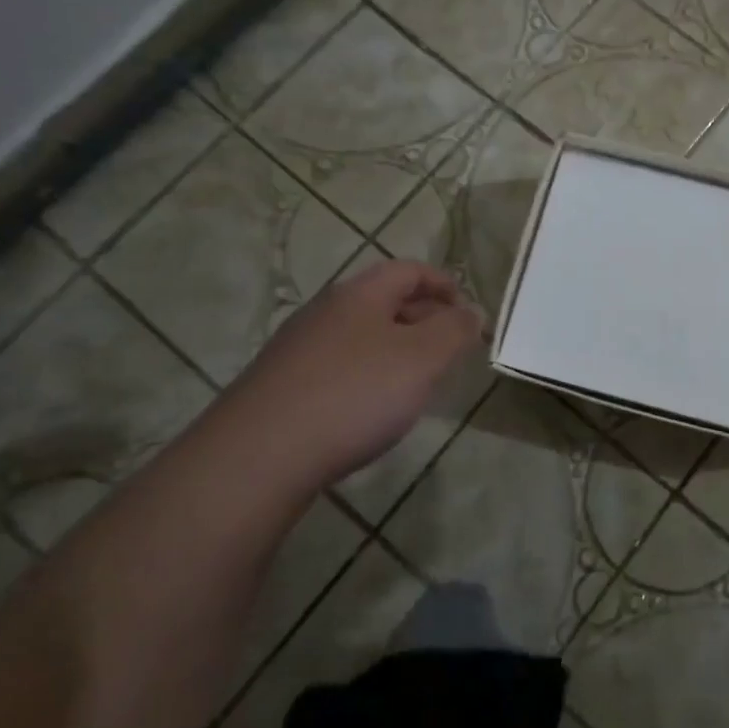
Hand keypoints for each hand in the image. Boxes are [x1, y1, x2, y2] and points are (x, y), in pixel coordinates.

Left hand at [220, 260, 483, 489]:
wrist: (257, 456)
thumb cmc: (353, 395)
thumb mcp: (423, 359)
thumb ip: (454, 331)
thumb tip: (472, 312)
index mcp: (360, 294)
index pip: (410, 270)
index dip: (444, 284)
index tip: (468, 310)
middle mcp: (325, 311)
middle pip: (383, 301)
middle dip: (423, 318)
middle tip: (450, 348)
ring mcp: (297, 349)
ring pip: (359, 335)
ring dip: (394, 348)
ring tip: (416, 380)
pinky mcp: (280, 386)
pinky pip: (337, 366)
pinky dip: (366, 375)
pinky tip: (370, 409)